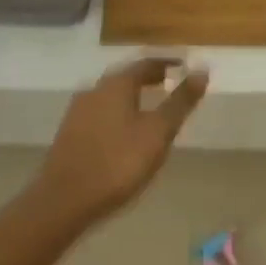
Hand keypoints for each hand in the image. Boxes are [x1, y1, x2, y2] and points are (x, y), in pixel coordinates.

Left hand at [35, 58, 207, 225]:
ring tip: (150, 109)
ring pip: (111, 95)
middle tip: (169, 84)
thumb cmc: (117, 163)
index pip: (146, 63)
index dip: (167, 63)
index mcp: (117, 84)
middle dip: (148, 78)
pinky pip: (100, 113)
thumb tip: (202, 70)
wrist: (63, 201)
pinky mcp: (69, 134)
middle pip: (126, 77)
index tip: (184, 67)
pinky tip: (124, 133)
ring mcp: (78, 112)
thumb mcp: (157, 133)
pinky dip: (118, 113)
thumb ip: (180, 102)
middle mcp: (95, 90)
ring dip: (132, 96)